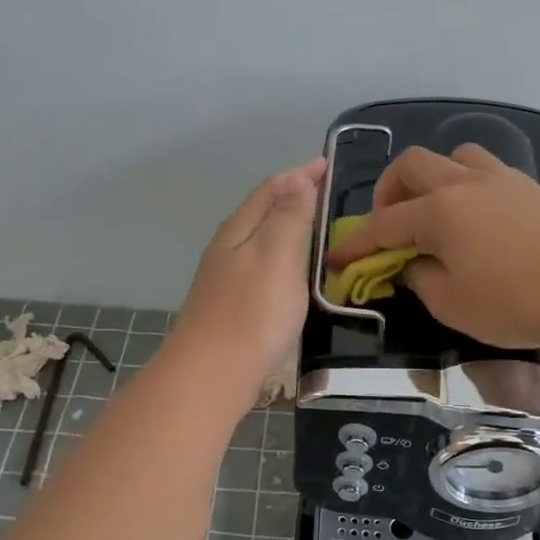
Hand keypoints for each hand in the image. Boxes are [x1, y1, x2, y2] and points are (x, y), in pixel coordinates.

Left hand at [170, 157, 324, 392]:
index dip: (299, 175)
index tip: (327, 164)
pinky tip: (295, 276)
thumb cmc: (252, 312)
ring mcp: (226, 280)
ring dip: (287, 229)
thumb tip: (298, 182)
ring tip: (317, 230)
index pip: (271, 189)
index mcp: (239, 230)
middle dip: (293, 198)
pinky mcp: (232, 308)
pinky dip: (283, 260)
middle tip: (326, 194)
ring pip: (261, 242)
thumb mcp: (277, 255)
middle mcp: (228, 249)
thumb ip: (290, 217)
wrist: (212, 374)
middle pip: (262, 213)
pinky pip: (263, 269)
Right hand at [326, 143, 539, 350]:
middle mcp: (464, 183)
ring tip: (434, 212)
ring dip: (433, 178)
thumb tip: (411, 263)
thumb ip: (420, 279)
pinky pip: (486, 170)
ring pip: (454, 156)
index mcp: (438, 211)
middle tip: (388, 226)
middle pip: (412, 166)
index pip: (382, 224)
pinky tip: (474, 217)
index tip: (336, 260)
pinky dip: (466, 185)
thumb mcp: (451, 303)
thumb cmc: (514, 302)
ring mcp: (501, 180)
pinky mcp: (530, 190)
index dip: (355, 243)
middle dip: (388, 192)